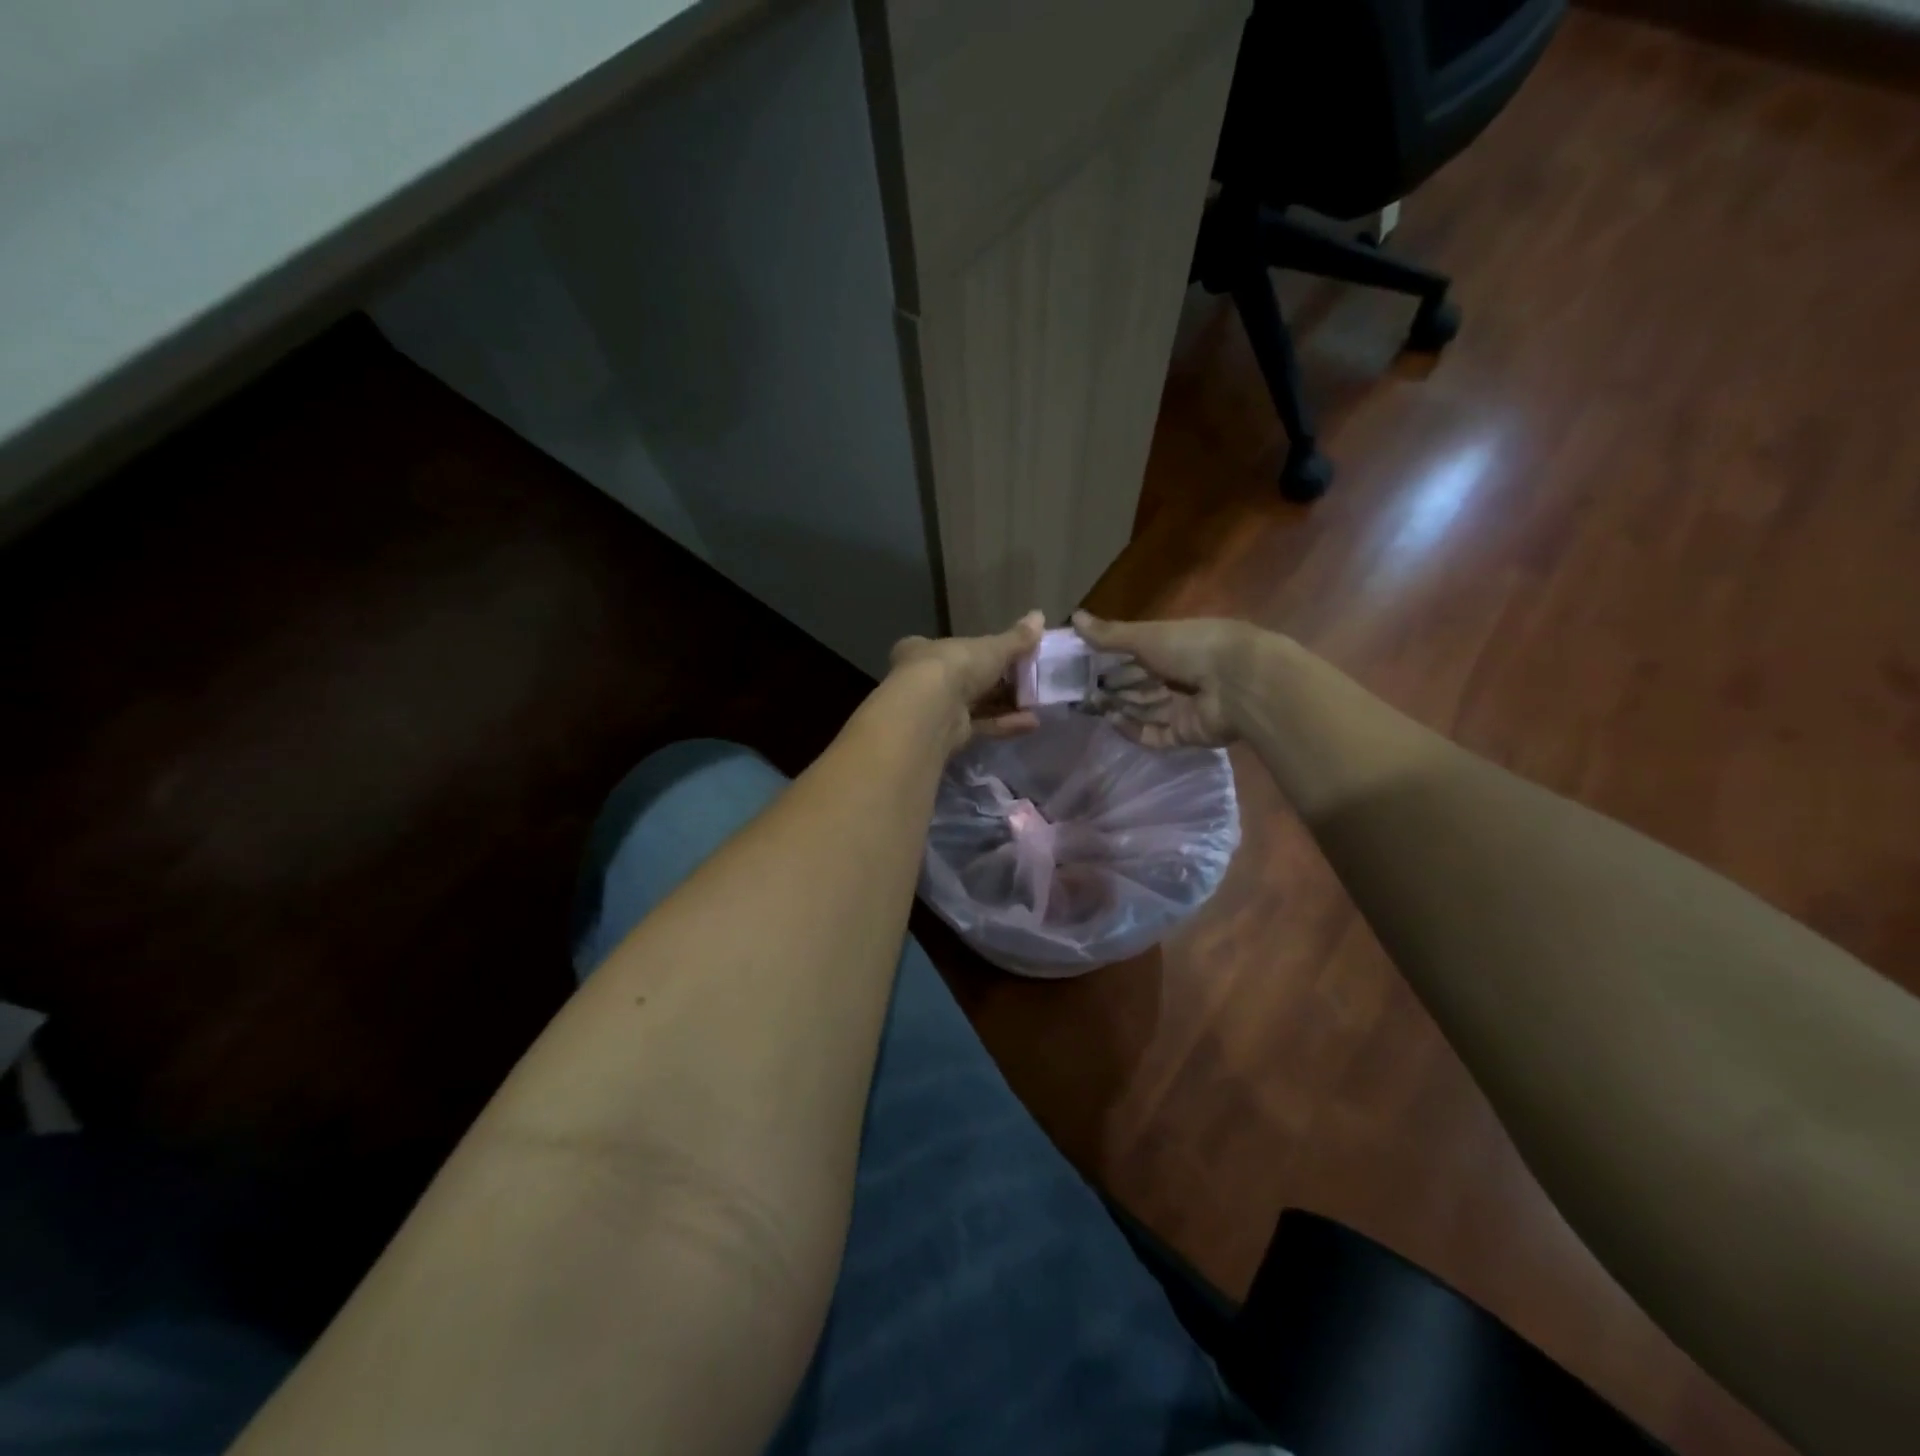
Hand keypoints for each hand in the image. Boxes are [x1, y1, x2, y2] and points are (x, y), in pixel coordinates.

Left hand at [889, 611, 1045, 750]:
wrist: (933, 709)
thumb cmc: (957, 665)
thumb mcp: (992, 647)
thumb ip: (1016, 638)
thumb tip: (1040, 615)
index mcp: (925, 650)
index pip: (949, 648)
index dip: (976, 652)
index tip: (1003, 656)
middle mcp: (924, 680)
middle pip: (965, 680)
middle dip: (998, 683)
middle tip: (1028, 682)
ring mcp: (936, 709)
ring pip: (975, 705)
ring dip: (1006, 705)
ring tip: (1037, 704)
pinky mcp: (948, 735)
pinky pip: (980, 726)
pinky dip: (1004, 724)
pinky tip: (1032, 723)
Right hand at [1071, 611, 1263, 748]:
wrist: (1239, 684)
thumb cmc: (1193, 648)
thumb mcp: (1146, 636)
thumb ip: (1110, 634)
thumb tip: (1073, 617)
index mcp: (1174, 647)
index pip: (1136, 655)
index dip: (1109, 660)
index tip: (1081, 665)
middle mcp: (1180, 676)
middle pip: (1139, 684)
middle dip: (1111, 687)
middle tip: (1079, 690)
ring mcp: (1184, 706)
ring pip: (1143, 709)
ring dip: (1118, 706)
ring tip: (1090, 704)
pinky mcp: (1186, 733)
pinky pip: (1153, 733)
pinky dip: (1132, 728)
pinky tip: (1111, 720)